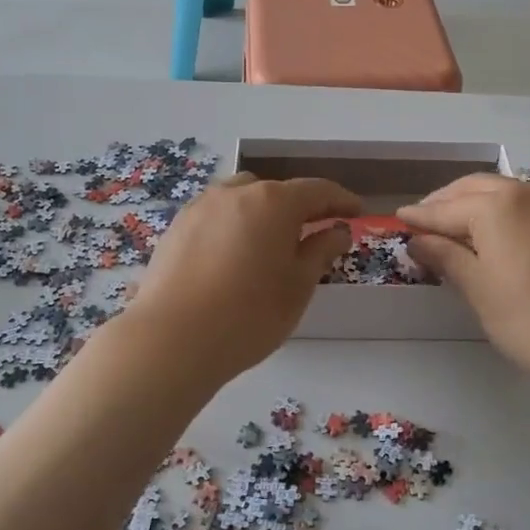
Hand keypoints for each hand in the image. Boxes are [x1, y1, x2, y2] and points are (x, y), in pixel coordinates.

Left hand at [127, 172, 359, 384]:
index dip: (341, 200)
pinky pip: (216, 215)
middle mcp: (236, 193)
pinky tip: (234, 255)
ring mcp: (201, 207)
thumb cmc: (249, 314)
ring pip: (242, 199)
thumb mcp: (298, 286)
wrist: (172, 339)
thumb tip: (338, 230)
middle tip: (315, 232)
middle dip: (299, 207)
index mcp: (274, 202)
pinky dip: (234, 225)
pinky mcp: (177, 227)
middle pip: (276, 191)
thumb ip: (321, 251)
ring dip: (263, 213)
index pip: (317, 191)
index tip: (356, 212)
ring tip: (271, 243)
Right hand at [399, 174, 529, 382]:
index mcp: (496, 206)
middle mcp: (526, 193)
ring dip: (473, 201)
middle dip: (445, 201)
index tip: (398, 219)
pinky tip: (494, 229)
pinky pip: (525, 202)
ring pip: (502, 191)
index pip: (445, 209)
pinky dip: (500, 209)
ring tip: (453, 224)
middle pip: (474, 188)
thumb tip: (418, 240)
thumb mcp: (479, 290)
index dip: (420, 217)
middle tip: (422, 220)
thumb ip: (446, 258)